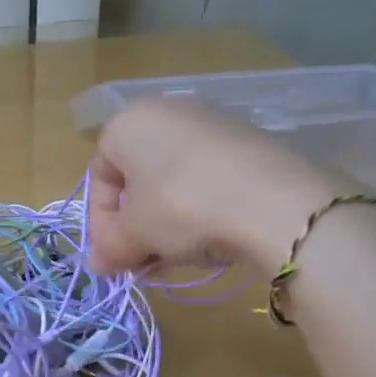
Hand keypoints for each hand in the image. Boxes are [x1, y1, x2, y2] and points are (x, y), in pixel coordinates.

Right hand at [86, 100, 342, 275]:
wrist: (277, 203)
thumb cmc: (182, 207)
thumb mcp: (135, 235)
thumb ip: (109, 248)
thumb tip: (98, 264)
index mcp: (128, 123)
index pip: (99, 175)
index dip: (100, 222)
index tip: (112, 256)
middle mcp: (166, 112)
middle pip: (138, 178)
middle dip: (135, 225)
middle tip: (142, 262)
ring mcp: (211, 123)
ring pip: (172, 181)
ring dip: (165, 223)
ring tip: (176, 258)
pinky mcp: (248, 141)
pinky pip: (207, 178)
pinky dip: (199, 209)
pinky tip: (210, 240)